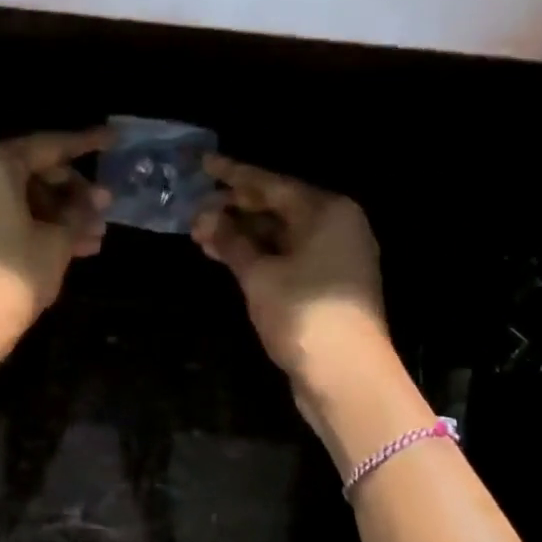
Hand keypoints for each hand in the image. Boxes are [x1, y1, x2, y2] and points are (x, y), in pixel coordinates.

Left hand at [0, 129, 112, 341]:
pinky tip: (68, 247)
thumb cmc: (14, 274)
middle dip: (71, 193)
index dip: (86, 144)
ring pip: (17, 198)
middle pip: (30, 172)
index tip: (113, 139)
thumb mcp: (56, 242)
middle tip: (105, 210)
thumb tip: (96, 202)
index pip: (48, 146)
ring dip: (56, 215)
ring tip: (94, 238)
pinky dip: (30, 226)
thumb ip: (78, 214)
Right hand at [191, 155, 388, 384]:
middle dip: (235, 208)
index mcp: (327, 211)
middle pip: (278, 207)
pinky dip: (258, 254)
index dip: (234, 176)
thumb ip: (231, 241)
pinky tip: (227, 255)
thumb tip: (204, 218)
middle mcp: (336, 226)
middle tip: (195, 208)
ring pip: (281, 234)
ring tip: (201, 233)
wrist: (346, 374)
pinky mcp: (326, 283)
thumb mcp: (259, 275)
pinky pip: (287, 256)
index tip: (204, 166)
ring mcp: (334, 256)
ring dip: (243, 234)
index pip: (272, 184)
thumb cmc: (302, 314)